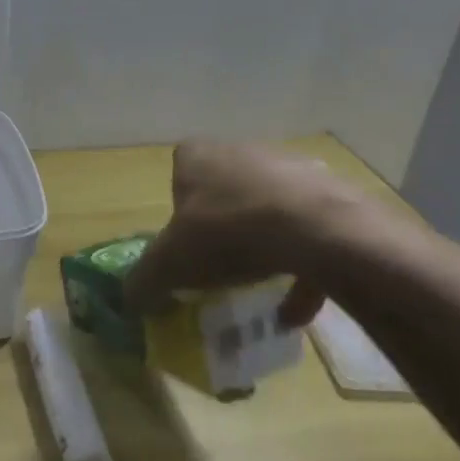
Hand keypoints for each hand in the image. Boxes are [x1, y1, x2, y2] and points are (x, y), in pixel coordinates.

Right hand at [124, 140, 376, 330]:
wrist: (318, 230)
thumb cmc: (228, 233)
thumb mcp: (172, 262)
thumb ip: (145, 278)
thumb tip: (129, 298)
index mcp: (198, 155)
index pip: (179, 173)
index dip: (179, 209)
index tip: (184, 242)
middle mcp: (241, 150)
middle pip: (225, 190)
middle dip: (223, 225)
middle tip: (220, 264)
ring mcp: (289, 167)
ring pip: (268, 209)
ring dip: (264, 246)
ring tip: (260, 289)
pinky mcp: (330, 192)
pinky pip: (308, 232)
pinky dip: (301, 268)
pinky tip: (296, 309)